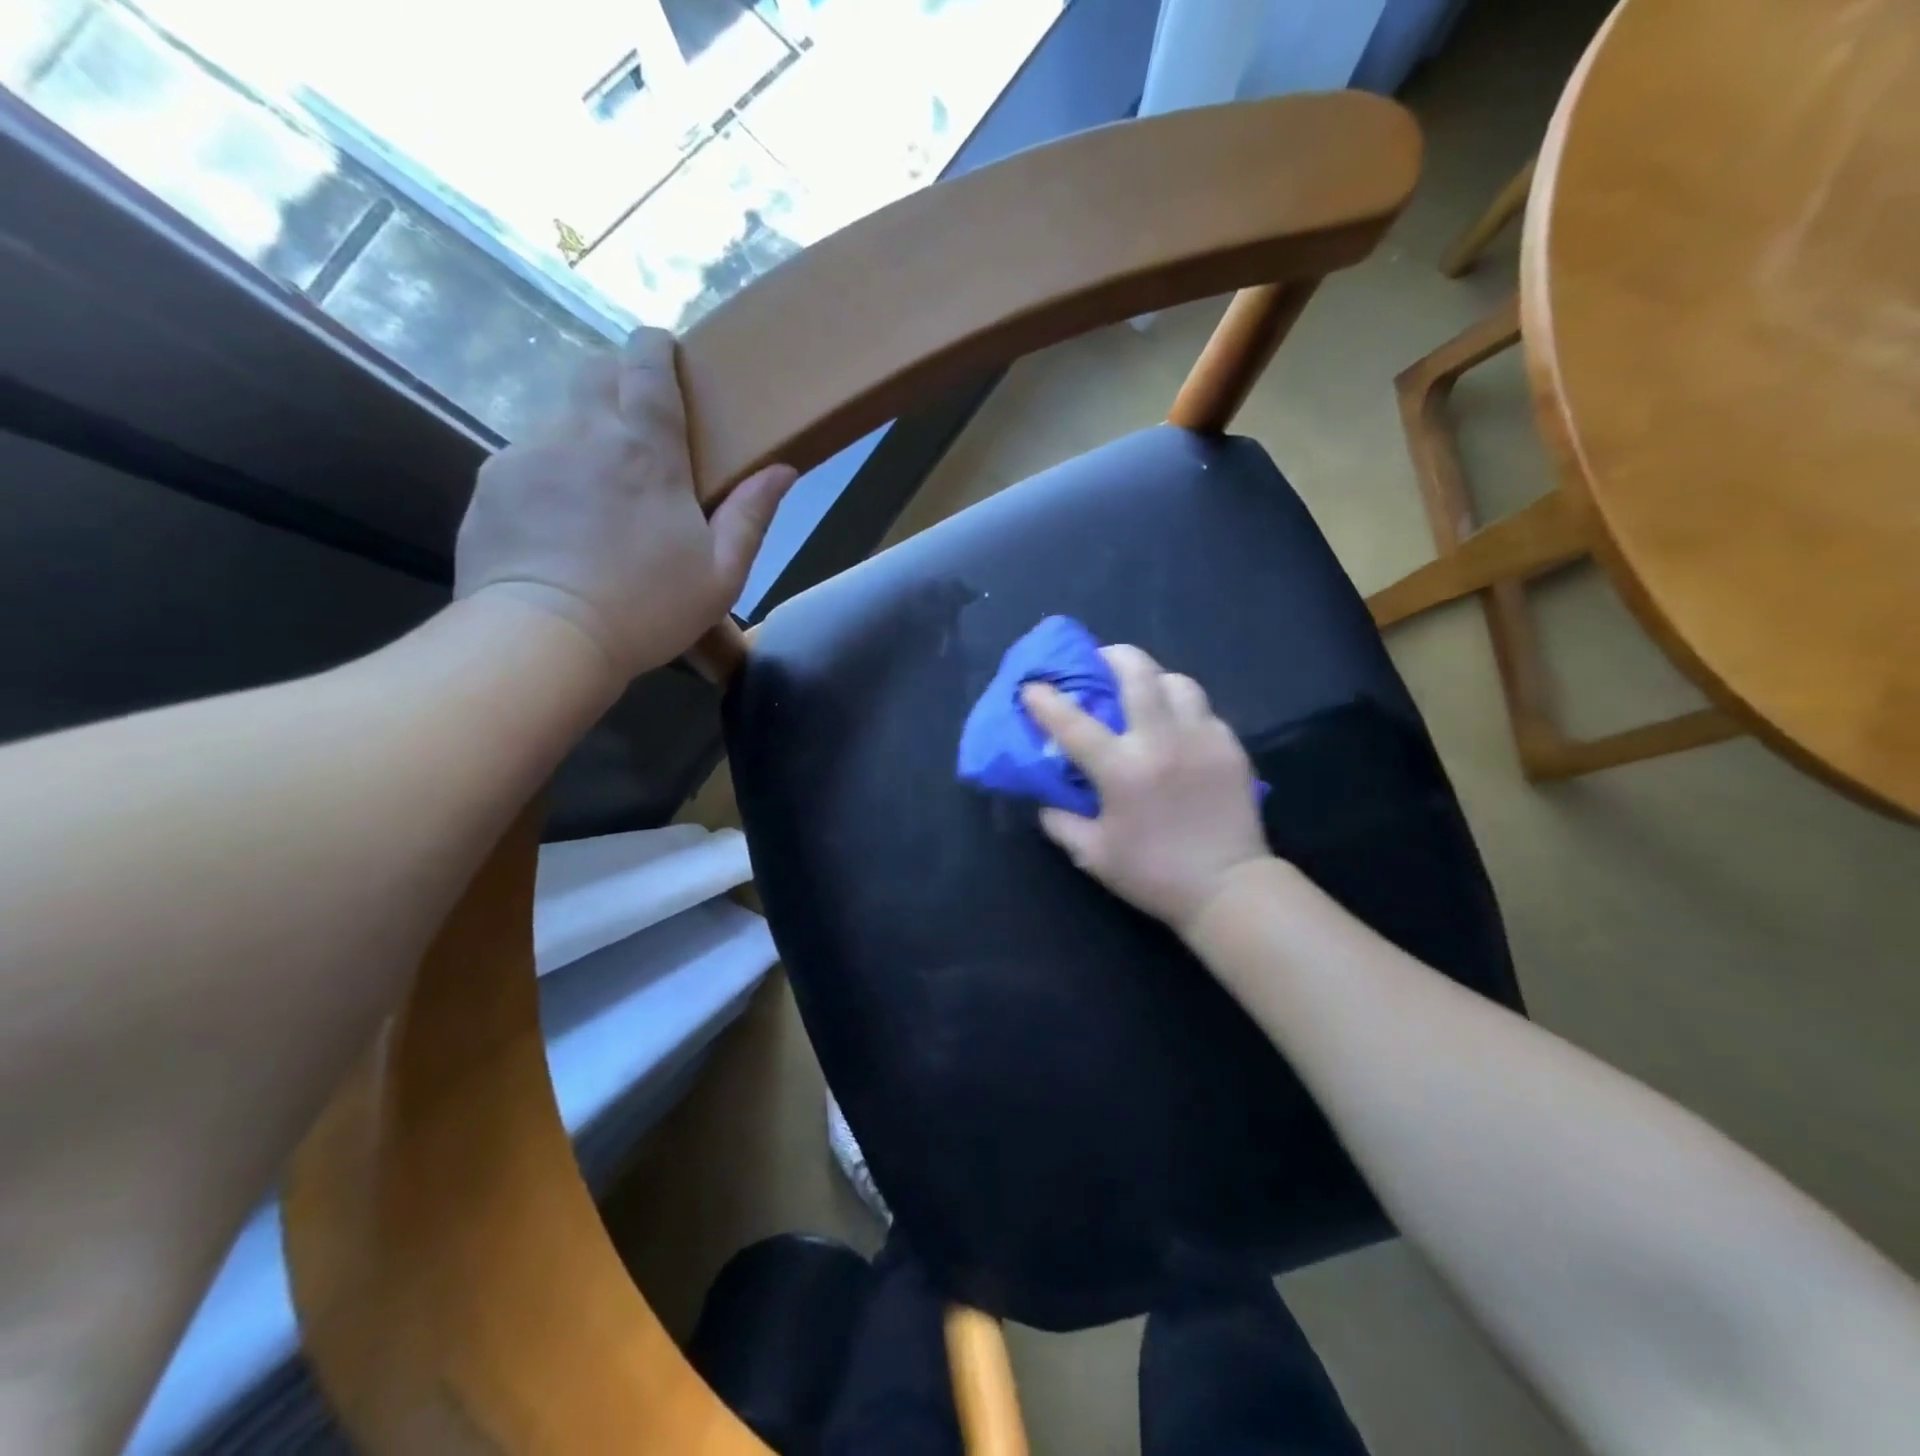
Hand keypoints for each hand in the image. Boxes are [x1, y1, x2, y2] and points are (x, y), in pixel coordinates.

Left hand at [454, 327, 796, 680]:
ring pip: (560, 417)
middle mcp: (582, 433)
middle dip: (618, 378)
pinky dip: (549, 474)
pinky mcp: (491, 482)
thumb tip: (782, 469)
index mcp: (646, 450)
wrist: (545, 640)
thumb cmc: (647, 609)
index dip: (656, 347)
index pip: (647, 365)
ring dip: (584, 436)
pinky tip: (559, 522)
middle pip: (595, 371)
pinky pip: (525, 459)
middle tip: (639, 424)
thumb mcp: (721, 574)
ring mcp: (528, 454)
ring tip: (599, 491)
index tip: (665, 352)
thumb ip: (752, 516)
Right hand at [1021, 646, 1270, 935]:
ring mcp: (1202, 739)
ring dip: (1154, 679)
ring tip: (1144, 692)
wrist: (1228, 889)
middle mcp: (1162, 742)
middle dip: (1114, 656)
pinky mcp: (1231, 747)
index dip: (1046, 701)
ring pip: (1178, 682)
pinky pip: (1203, 711)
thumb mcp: (1093, 854)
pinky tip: (1177, 729)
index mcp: (1122, 770)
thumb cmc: (1154, 874)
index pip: (1074, 723)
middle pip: (1138, 674)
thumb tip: (1046, 798)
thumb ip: (1061, 822)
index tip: (1032, 686)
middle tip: (1101, 660)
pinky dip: (1183, 710)